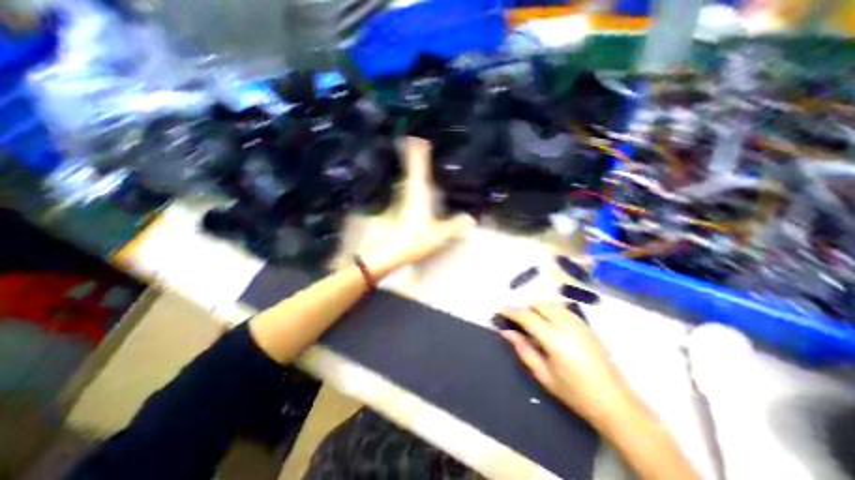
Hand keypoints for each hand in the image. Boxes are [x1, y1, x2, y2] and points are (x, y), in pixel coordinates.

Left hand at [366, 137, 476, 270]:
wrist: (389, 252)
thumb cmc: (414, 240)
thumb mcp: (439, 234)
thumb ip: (456, 225)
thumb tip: (471, 219)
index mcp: (419, 192)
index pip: (419, 166)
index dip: (419, 150)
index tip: (418, 136)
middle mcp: (410, 191)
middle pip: (412, 168)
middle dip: (414, 153)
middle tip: (418, 139)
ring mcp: (403, 199)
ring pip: (409, 177)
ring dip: (412, 165)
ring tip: (417, 155)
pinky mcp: (400, 207)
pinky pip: (408, 187)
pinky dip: (412, 180)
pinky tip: (416, 182)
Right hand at [502, 304, 626, 420]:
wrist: (615, 403)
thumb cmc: (575, 392)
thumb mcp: (543, 374)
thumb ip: (523, 348)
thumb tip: (506, 331)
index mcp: (554, 338)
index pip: (527, 316)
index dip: (511, 311)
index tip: (499, 310)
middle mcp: (567, 324)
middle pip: (539, 303)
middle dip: (525, 307)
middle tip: (517, 321)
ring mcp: (579, 322)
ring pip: (551, 303)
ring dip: (538, 307)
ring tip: (532, 323)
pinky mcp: (586, 325)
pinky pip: (562, 308)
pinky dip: (550, 310)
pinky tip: (549, 325)